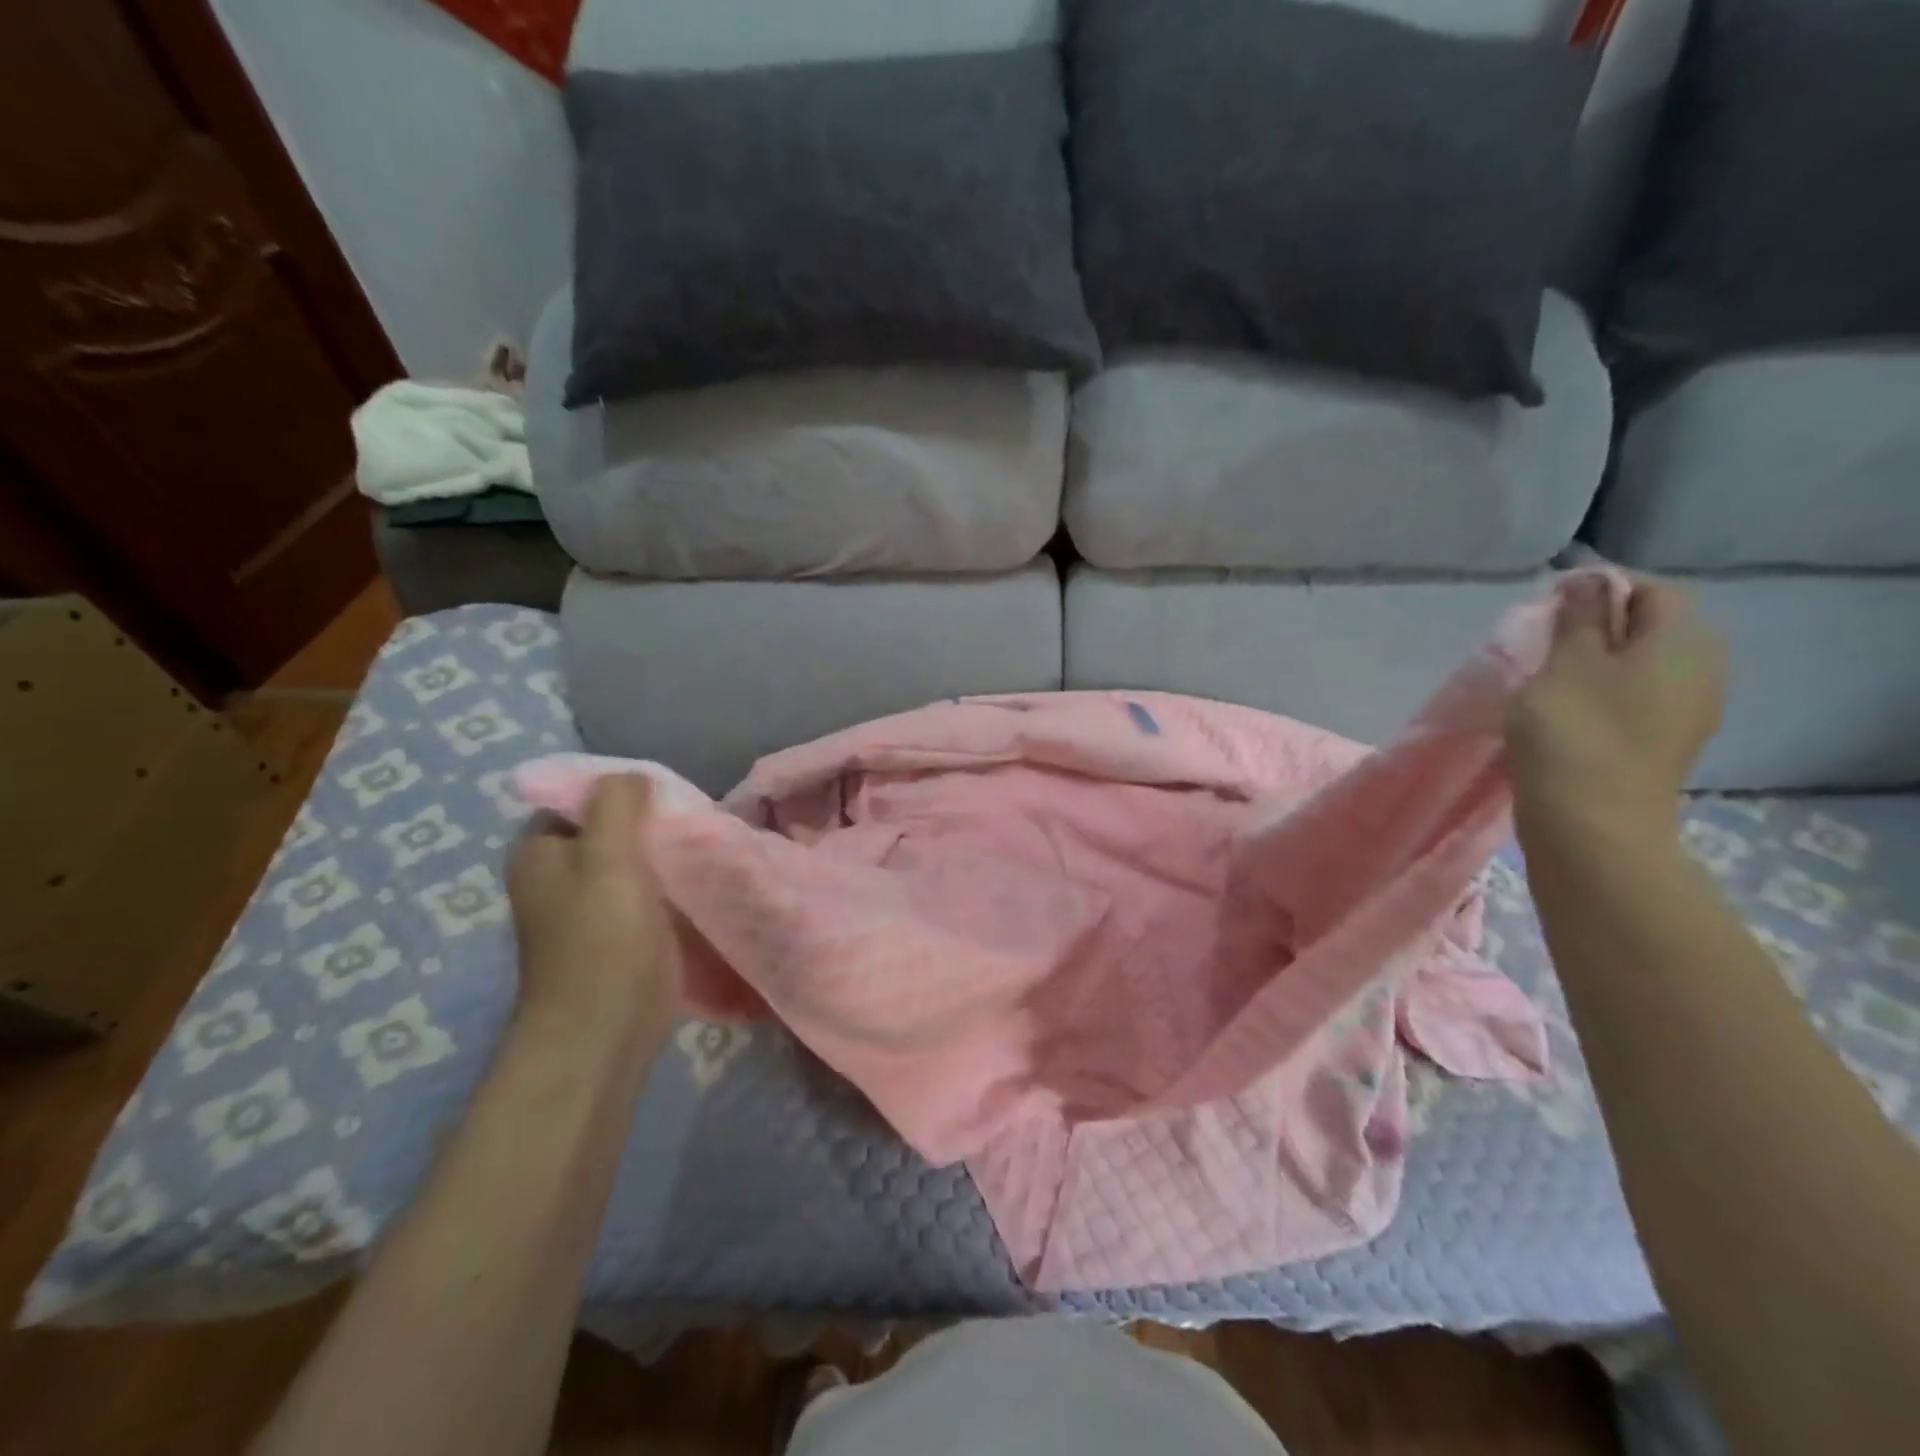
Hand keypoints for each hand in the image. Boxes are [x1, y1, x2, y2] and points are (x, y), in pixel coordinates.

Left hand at [505, 775, 676, 1049]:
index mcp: (540, 852)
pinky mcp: (620, 933)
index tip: (664, 793)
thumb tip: (631, 775)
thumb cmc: (601, 937)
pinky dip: (669, 882)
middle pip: (609, 829)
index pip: (579, 799)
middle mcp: (558, 876)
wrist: (605, 1028)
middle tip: (691, 817)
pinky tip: (699, 876)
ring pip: (632, 861)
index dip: (619, 790)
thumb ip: (617, 805)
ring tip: (702, 841)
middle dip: (649, 821)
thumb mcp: (608, 856)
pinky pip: (647, 891)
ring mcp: (589, 907)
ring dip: (663, 852)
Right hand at [1506, 574, 1726, 840]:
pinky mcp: (1663, 744)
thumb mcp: (1567, 663)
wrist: (1591, 824)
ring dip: (1594, 663)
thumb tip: (1588, 581)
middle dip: (1598, 626)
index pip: (1652, 590)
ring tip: (1545, 677)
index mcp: (1683, 642)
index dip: (1602, 587)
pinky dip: (1601, 694)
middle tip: (1544, 641)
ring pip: (1640, 666)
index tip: (1549, 604)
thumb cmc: (1575, 732)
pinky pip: (1635, 700)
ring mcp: (1686, 712)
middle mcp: (1700, 670)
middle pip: (1651, 628)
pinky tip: (1563, 711)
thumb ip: (1579, 617)